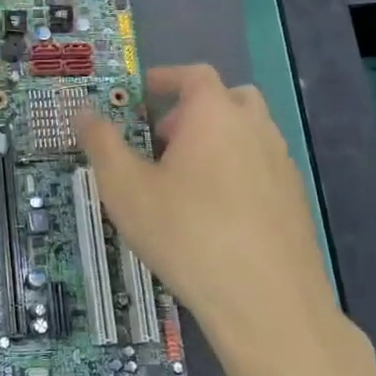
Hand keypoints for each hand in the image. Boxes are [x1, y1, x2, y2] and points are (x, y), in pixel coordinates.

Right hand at [74, 65, 358, 375]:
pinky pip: (260, 168)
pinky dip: (235, 172)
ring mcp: (281, 165)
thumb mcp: (124, 188)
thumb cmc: (185, 233)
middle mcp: (255, 129)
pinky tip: (213, 214)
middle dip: (193, 110)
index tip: (142, 92)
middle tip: (162, 139)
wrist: (265, 300)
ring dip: (216, 141)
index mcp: (214, 115)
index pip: (194, 74)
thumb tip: (81, 111)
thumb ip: (101, 143)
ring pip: (248, 135)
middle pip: (228, 99)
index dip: (166, 77)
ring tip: (183, 180)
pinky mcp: (294, 201)